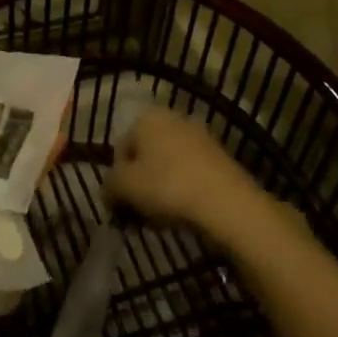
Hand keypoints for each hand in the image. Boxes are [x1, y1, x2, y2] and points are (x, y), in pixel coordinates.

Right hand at [105, 107, 274, 240]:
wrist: (228, 204)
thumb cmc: (168, 187)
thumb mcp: (125, 187)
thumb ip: (109, 186)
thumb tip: (108, 192)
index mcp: (147, 117)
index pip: (120, 149)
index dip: (117, 180)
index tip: (122, 205)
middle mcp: (173, 118)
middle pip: (145, 156)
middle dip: (140, 185)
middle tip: (140, 214)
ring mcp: (200, 137)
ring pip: (168, 166)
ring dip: (160, 190)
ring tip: (162, 219)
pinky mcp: (220, 157)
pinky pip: (190, 174)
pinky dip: (183, 191)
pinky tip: (184, 214)